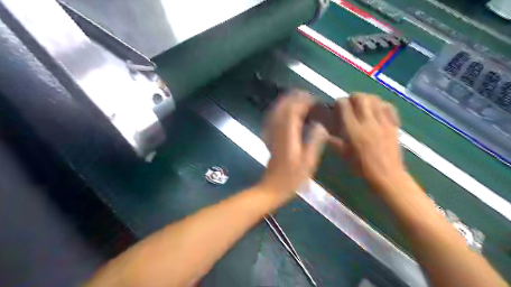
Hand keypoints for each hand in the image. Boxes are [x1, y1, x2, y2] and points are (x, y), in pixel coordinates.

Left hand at [260, 89, 326, 200]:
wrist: (272, 187)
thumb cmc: (292, 177)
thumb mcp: (308, 161)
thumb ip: (315, 141)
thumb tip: (321, 125)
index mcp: (288, 134)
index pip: (293, 109)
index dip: (303, 101)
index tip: (315, 100)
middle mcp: (277, 130)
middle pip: (283, 107)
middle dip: (295, 98)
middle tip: (308, 97)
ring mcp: (271, 134)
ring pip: (276, 111)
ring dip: (286, 102)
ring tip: (299, 100)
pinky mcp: (269, 138)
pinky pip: (272, 119)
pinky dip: (279, 111)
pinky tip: (285, 111)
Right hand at [331, 93, 407, 189]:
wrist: (387, 175)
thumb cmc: (361, 168)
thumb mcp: (343, 154)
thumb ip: (334, 140)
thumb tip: (326, 131)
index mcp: (353, 130)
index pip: (344, 106)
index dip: (339, 103)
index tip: (336, 107)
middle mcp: (368, 122)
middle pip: (361, 97)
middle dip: (353, 97)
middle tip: (350, 104)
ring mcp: (383, 122)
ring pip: (375, 99)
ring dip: (367, 99)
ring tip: (363, 106)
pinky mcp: (393, 125)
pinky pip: (388, 107)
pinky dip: (381, 104)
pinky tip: (377, 110)